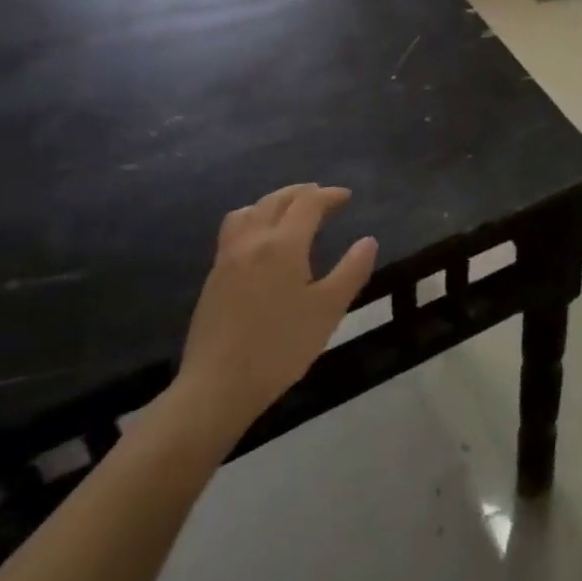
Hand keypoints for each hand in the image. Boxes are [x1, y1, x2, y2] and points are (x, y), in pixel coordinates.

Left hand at [170, 184, 376, 436]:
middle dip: (301, 193)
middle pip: (275, 201)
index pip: (308, 204)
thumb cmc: (281, 346)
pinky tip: (263, 244)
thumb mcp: (329, 309)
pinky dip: (254, 221)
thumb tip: (368, 241)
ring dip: (272, 203)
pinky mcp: (213, 279)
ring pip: (248, 212)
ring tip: (289, 213)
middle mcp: (252, 242)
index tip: (347, 197)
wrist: (218, 386)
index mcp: (283, 245)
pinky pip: (234, 231)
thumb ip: (352, 270)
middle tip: (323, 197)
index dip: (329, 196)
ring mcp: (227, 259)